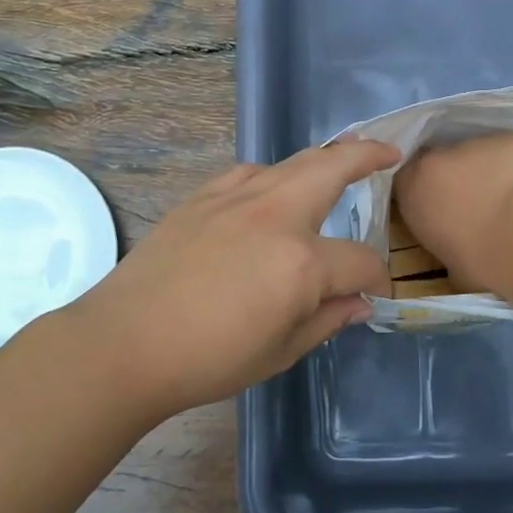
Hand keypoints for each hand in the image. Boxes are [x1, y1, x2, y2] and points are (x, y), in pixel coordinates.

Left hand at [58, 139, 399, 417]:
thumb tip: (360, 303)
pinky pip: (250, 173)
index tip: (378, 293)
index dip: (377, 278)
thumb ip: (327, 320)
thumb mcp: (279, 352)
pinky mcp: (203, 196)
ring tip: (339, 158)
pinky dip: (273, 176)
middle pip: (333, 168)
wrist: (125, 341)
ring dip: (322, 158)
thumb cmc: (207, 359)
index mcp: (301, 262)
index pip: (359, 261)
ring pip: (292, 162)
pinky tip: (271, 191)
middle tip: (387, 153)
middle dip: (367, 156)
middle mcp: (275, 215)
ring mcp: (236, 198)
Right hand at [393, 134, 512, 295]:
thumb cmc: (483, 263)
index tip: (436, 211)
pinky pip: (509, 151)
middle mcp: (439, 158)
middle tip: (474, 205)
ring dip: (486, 171)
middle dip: (453, 178)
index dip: (422, 194)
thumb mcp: (450, 266)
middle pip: (440, 162)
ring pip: (477, 154)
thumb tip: (457, 247)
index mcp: (414, 189)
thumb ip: (445, 244)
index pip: (405, 181)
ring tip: (509, 198)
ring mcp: (478, 143)